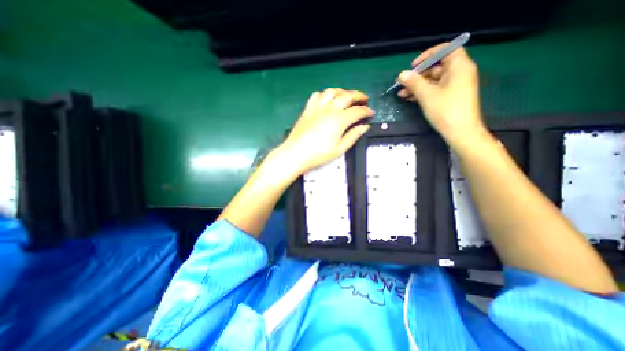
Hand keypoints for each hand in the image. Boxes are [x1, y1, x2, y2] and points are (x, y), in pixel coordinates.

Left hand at [281, 90, 372, 172]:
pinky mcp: (308, 108)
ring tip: (347, 97)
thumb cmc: (318, 154)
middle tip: (364, 100)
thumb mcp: (339, 149)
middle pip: (348, 96)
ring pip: (333, 91)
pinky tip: (328, 100)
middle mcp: (329, 109)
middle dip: (359, 96)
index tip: (370, 113)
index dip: (366, 111)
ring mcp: (318, 107)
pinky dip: (326, 94)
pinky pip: (318, 95)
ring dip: (343, 92)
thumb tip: (364, 127)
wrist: (296, 153)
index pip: (357, 111)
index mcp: (339, 120)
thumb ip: (353, 136)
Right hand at [394, 44, 487, 147]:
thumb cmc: (445, 110)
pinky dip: (422, 93)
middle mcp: (458, 73)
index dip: (428, 55)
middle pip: (436, 67)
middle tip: (401, 83)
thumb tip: (402, 74)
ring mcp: (454, 86)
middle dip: (417, 75)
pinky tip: (409, 99)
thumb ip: (414, 82)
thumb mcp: (427, 95)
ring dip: (416, 86)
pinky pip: (434, 90)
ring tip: (401, 94)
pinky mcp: (449, 97)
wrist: (460, 132)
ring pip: (432, 81)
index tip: (413, 66)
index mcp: (459, 67)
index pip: (446, 50)